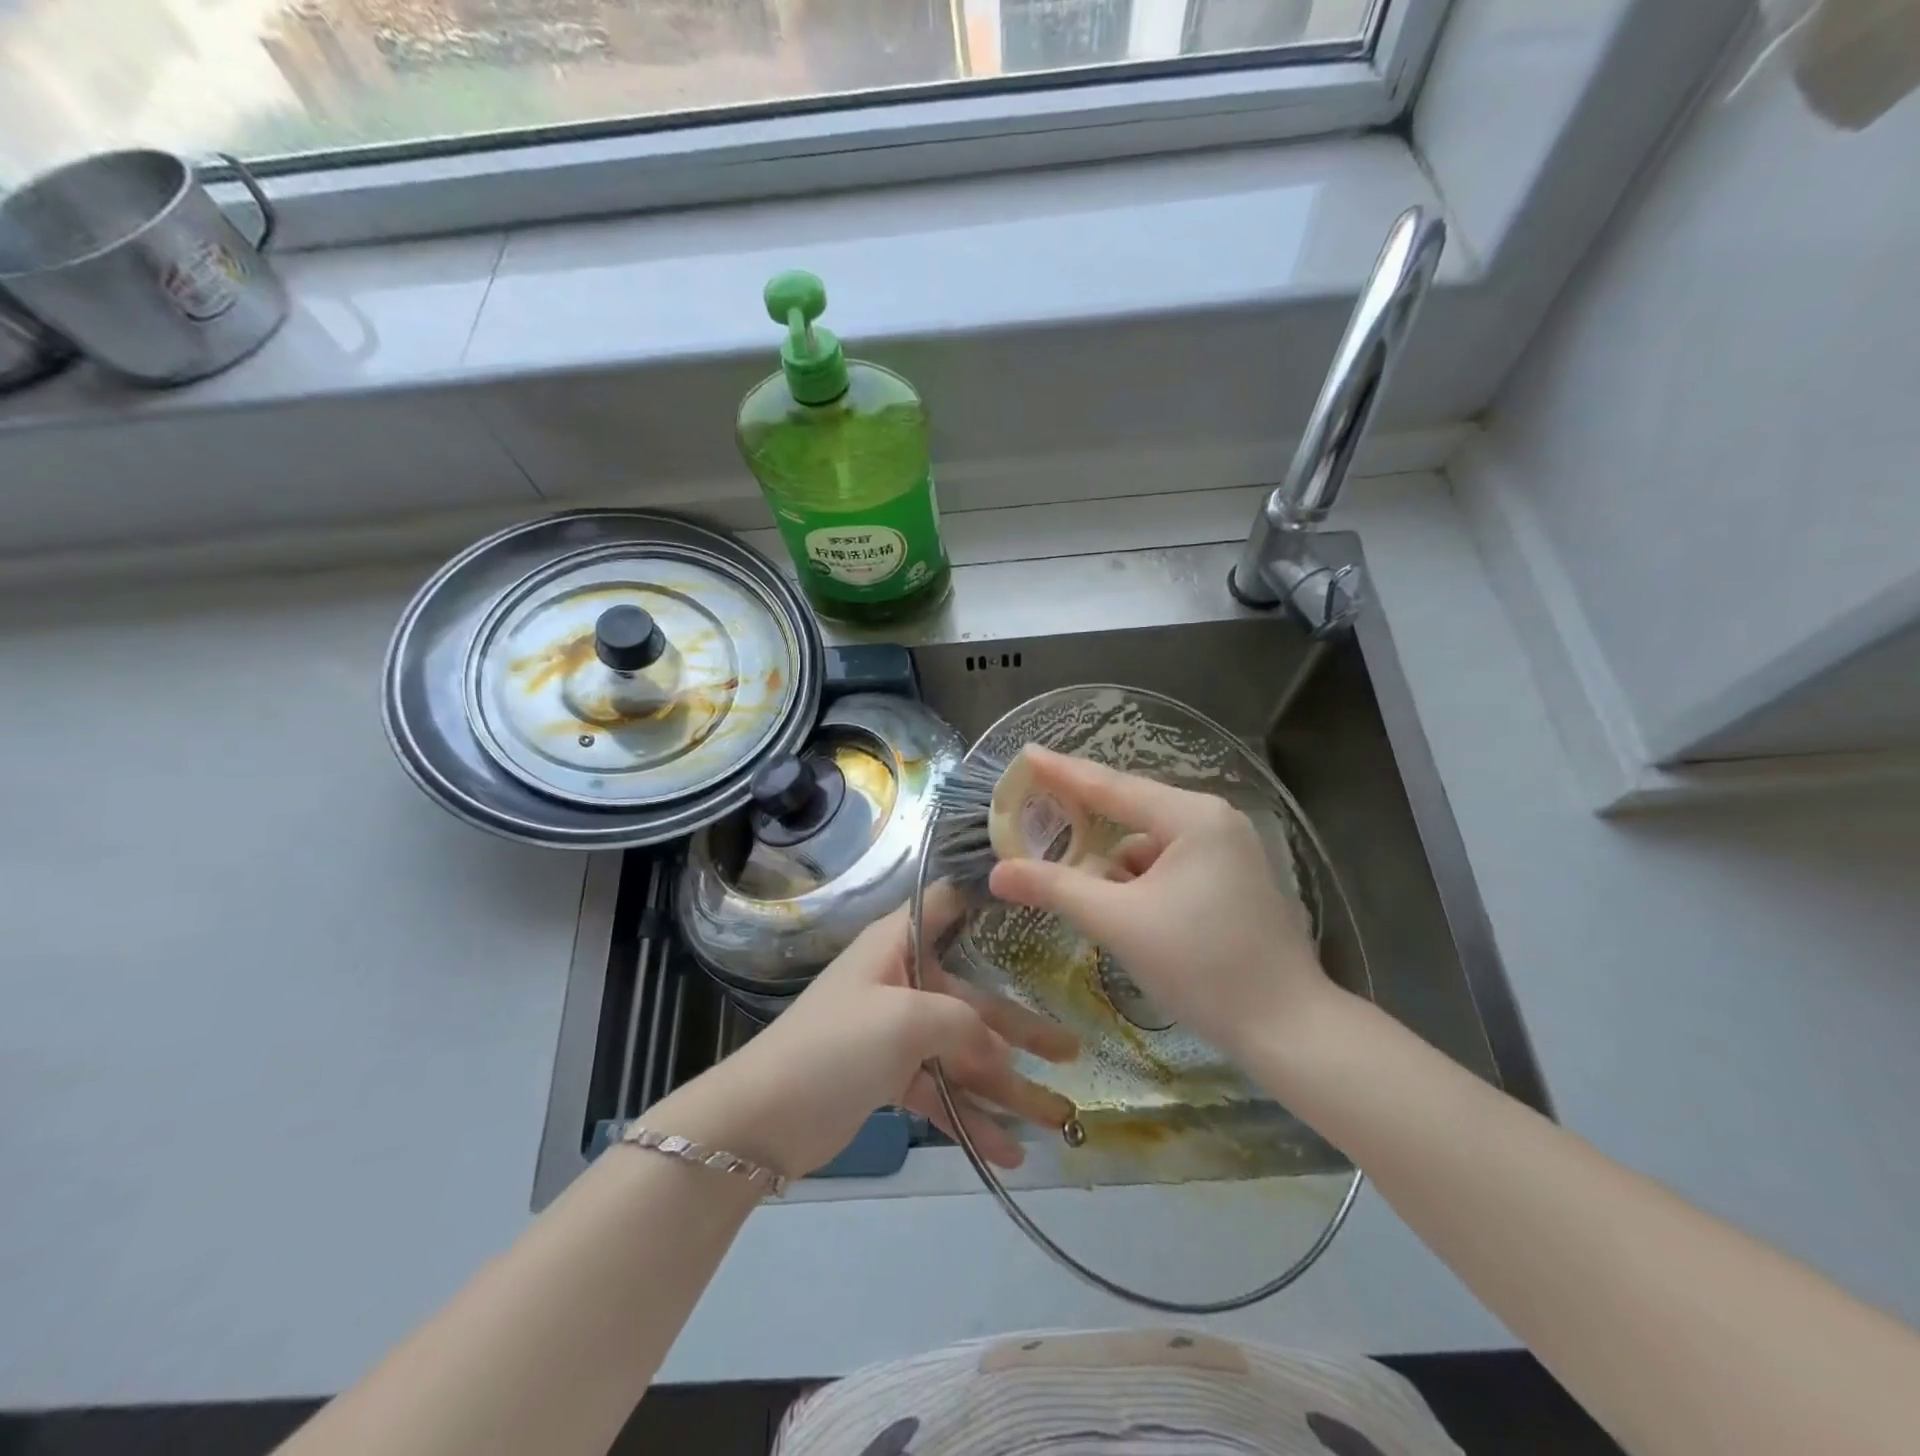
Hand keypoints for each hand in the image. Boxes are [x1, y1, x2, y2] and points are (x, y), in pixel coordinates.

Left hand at [659, 889, 1077, 1179]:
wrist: (760, 1121)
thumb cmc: (835, 1047)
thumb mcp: (906, 1021)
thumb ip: (963, 1023)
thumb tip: (997, 1049)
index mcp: (897, 945)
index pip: (945, 903)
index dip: (985, 899)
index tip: (1035, 905)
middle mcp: (901, 980)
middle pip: (972, 999)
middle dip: (1022, 1031)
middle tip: (1073, 1053)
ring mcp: (895, 1032)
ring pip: (962, 1052)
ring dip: (1006, 1088)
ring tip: (1056, 1119)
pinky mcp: (888, 1078)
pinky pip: (941, 1091)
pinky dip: (971, 1118)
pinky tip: (1008, 1152)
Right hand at [988, 745, 1330, 1063]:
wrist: (1288, 1029)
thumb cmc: (1203, 966)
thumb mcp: (1119, 923)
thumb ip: (1057, 888)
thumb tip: (999, 871)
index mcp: (1192, 817)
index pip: (1111, 785)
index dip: (1062, 771)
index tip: (1026, 754)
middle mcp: (1214, 821)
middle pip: (1131, 811)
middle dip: (1085, 823)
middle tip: (1038, 818)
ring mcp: (1228, 850)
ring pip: (1149, 845)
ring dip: (1114, 866)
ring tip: (1085, 894)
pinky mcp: (1233, 880)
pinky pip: (1169, 866)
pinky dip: (1140, 883)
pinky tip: (1126, 913)